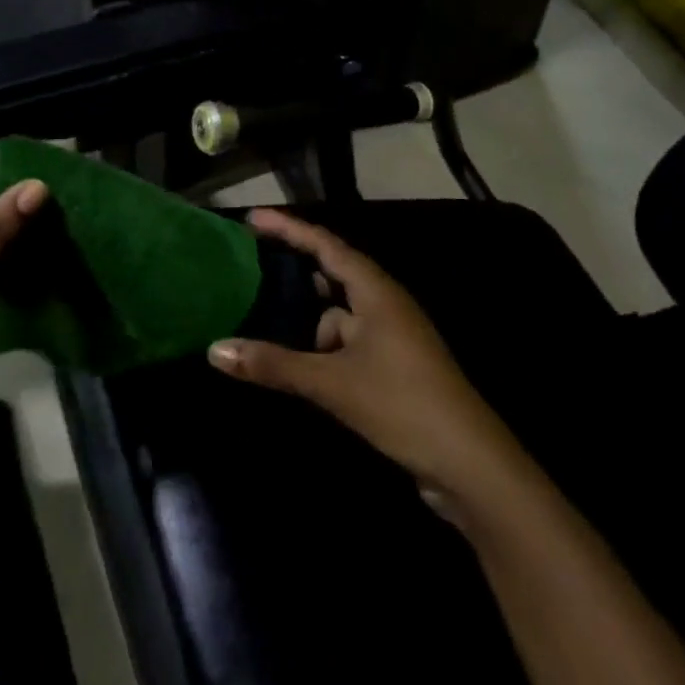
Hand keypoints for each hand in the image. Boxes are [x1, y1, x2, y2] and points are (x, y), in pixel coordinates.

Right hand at [207, 209, 509, 497]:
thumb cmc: (403, 405)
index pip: (326, 245)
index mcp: (376, 292)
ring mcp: (391, 337)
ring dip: (307, 319)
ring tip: (262, 320)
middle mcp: (385, 305)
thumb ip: (274, 365)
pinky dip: (321, 347)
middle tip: (250, 264)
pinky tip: (297, 364)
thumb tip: (214, 349)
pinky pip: (346, 341)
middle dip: (294, 270)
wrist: (470, 466)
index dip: (289, 228)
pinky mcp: (392, 366)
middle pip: (332, 273)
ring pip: (338, 314)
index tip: (253, 218)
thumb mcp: (333, 383)